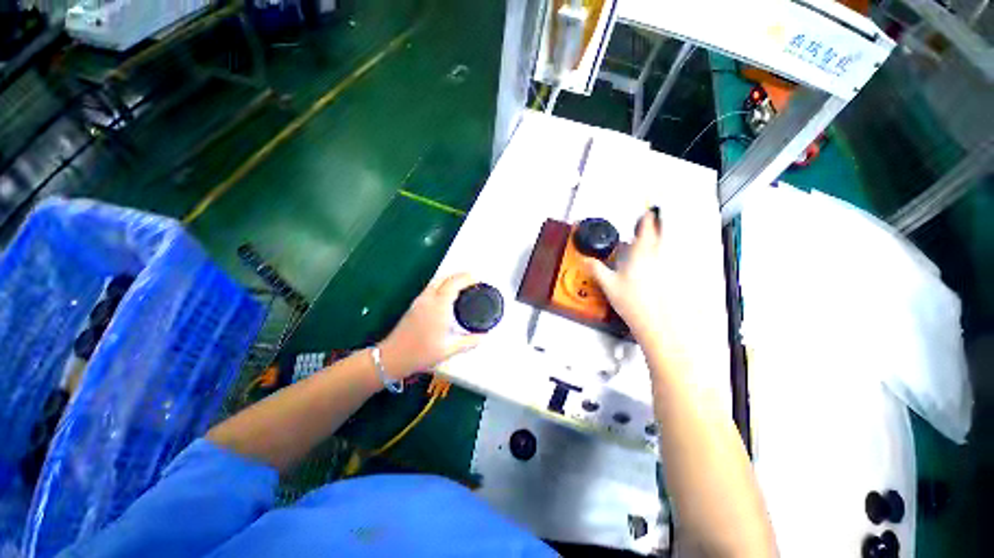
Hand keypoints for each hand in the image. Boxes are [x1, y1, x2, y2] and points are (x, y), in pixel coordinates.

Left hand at [378, 273, 483, 378]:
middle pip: (445, 278)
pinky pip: (431, 287)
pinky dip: (442, 284)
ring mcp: (419, 301)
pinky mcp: (414, 305)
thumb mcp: (448, 350)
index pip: (454, 284)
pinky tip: (446, 294)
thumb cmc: (421, 354)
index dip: (466, 278)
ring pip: (436, 281)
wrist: (392, 357)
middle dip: (459, 275)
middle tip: (472, 279)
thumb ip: (468, 342)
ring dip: (450, 278)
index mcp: (439, 307)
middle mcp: (428, 300)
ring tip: (461, 284)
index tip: (477, 279)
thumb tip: (483, 337)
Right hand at [586, 207, 667, 342]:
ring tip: (655, 239)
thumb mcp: (608, 284)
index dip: (647, 215)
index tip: (647, 209)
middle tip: (654, 219)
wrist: (658, 323)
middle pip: (664, 231)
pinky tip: (660, 262)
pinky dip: (668, 254)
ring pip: (670, 243)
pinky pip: (673, 258)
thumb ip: (596, 268)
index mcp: (643, 253)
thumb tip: (586, 260)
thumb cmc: (637, 304)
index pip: (647, 226)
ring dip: (664, 237)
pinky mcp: (676, 276)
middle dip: (659, 223)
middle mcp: (660, 256)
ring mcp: (671, 266)